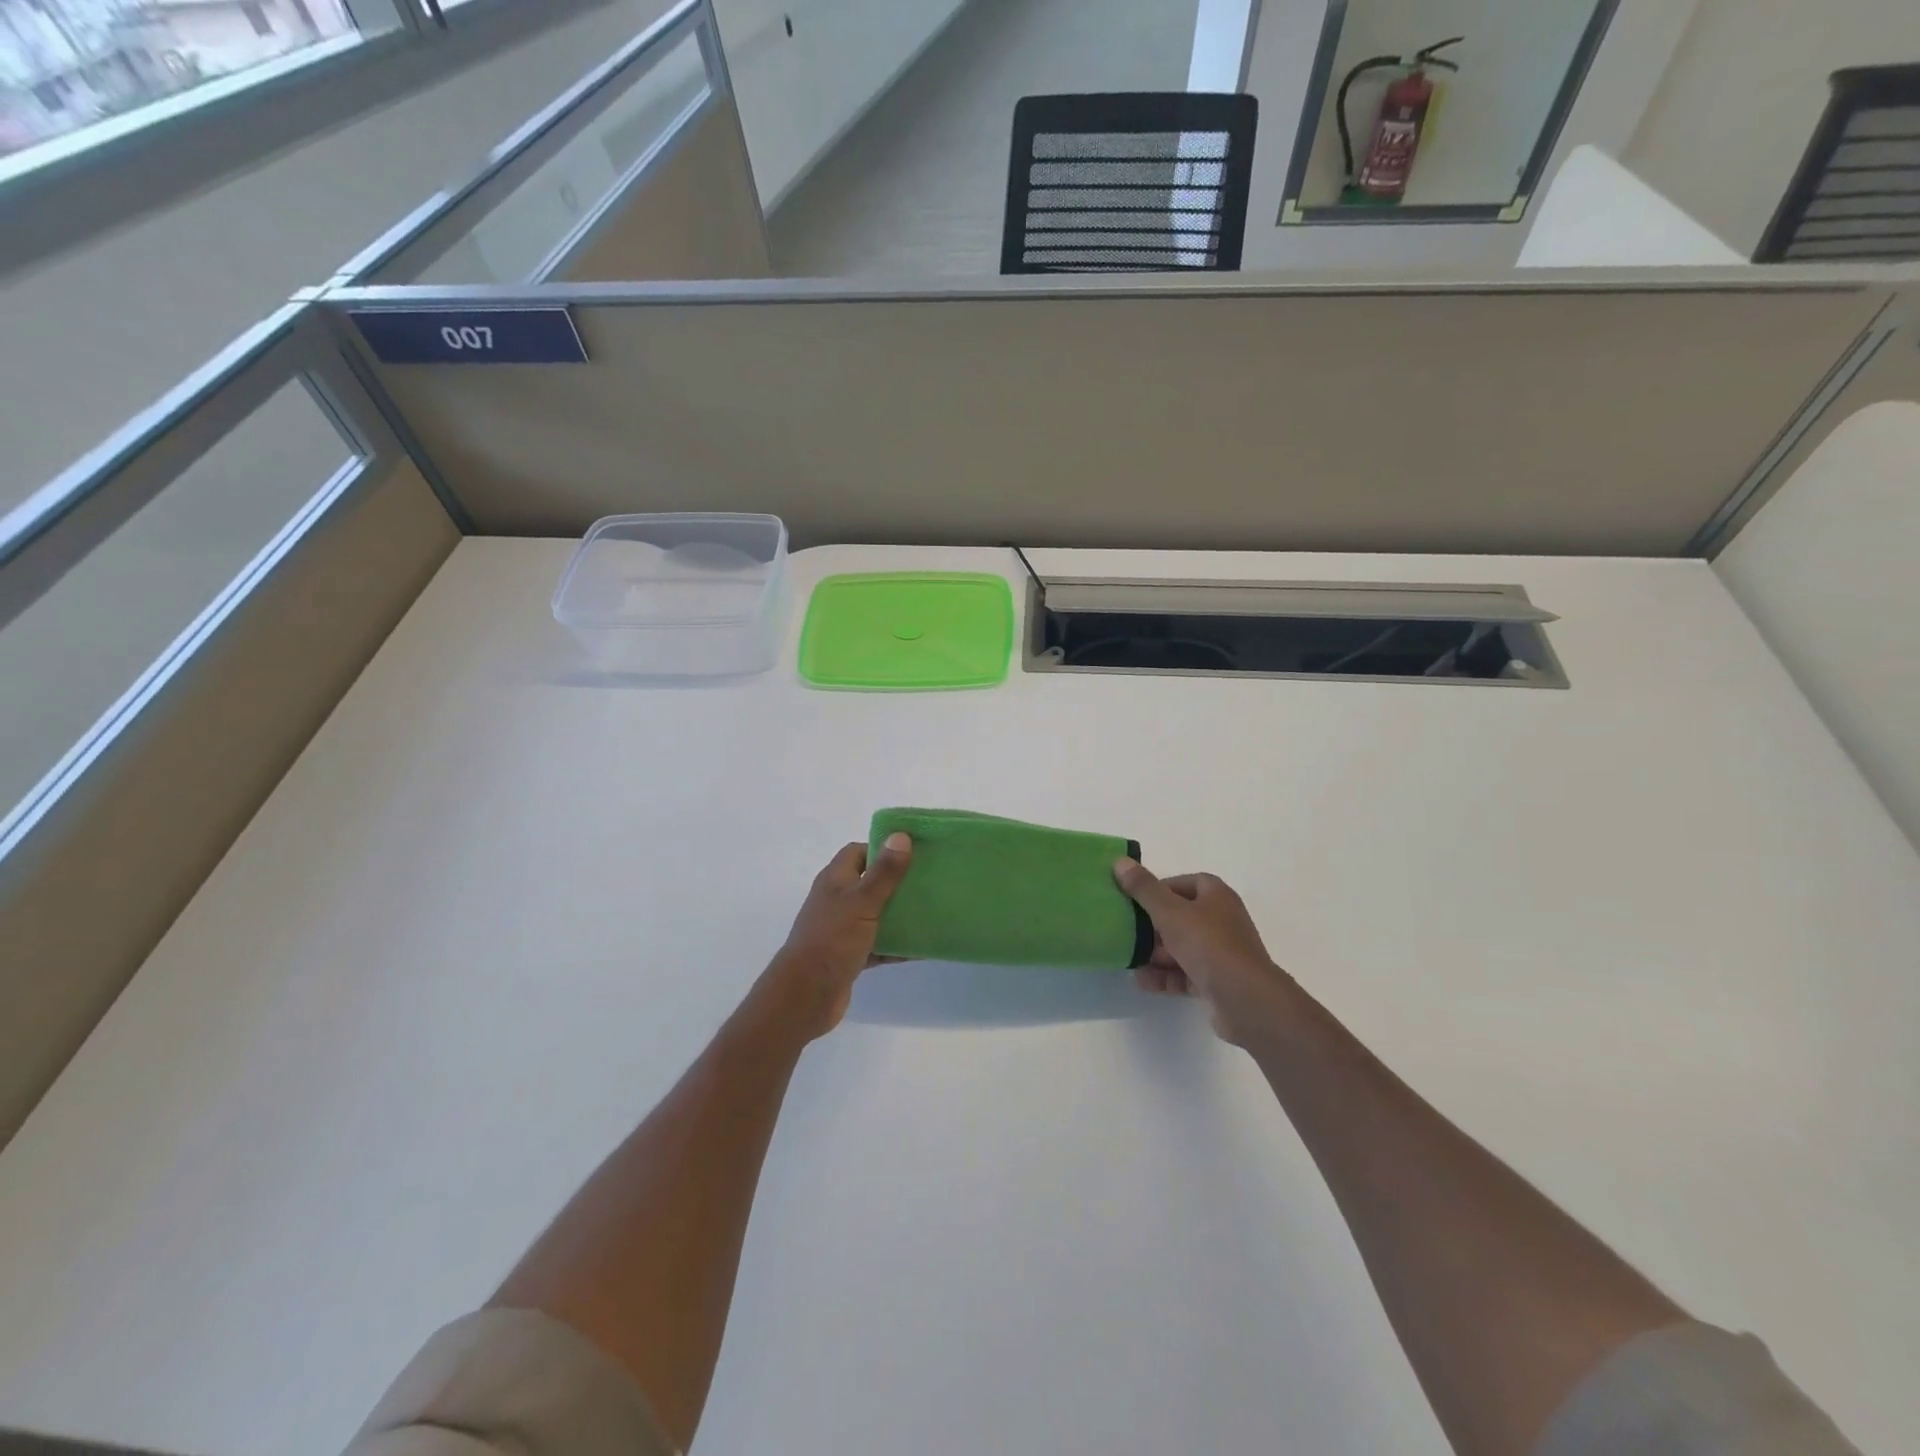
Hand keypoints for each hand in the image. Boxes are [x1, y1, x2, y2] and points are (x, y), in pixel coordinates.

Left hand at [758, 835, 912, 1039]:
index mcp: (835, 880)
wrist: (806, 996)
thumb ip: (884, 872)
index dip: (884, 848)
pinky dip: (897, 945)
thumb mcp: (862, 902)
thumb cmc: (832, 940)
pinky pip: (879, 944)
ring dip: (900, 914)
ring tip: (932, 910)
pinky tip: (922, 947)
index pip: (859, 851)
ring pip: (876, 914)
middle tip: (929, 880)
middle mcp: (837, 900)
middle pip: (871, 882)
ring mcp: (842, 929)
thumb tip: (901, 836)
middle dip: (898, 882)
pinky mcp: (850, 956)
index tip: (914, 852)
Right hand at [1113, 860, 1295, 1045]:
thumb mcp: (1170, 912)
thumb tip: (1120, 862)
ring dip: (1156, 953)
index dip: (1162, 887)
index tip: (1136, 898)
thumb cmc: (1208, 945)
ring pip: (1182, 947)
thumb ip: (1144, 889)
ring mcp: (1221, 953)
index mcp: (1217, 897)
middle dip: (1153, 924)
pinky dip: (1165, 976)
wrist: (1246, 1000)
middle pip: (1182, 916)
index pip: (1188, 883)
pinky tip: (1142, 981)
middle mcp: (1222, 921)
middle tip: (1127, 929)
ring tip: (1129, 958)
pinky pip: (1185, 974)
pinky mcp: (1217, 982)